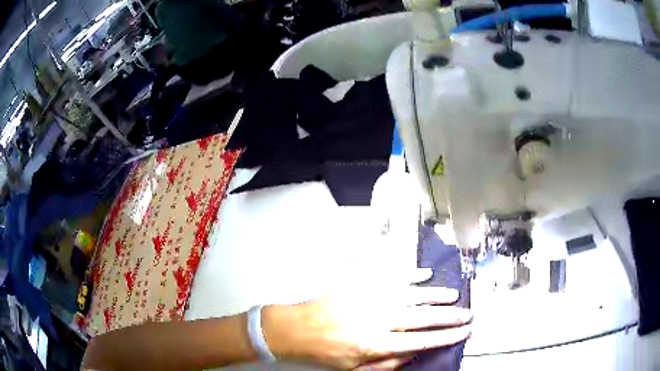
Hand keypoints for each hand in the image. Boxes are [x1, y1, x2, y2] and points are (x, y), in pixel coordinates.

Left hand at [263, 286, 471, 369]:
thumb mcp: (355, 369)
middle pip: (422, 317)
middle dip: (449, 316)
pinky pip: (389, 274)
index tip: (463, 332)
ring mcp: (369, 297)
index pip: (420, 340)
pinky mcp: (360, 283)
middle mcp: (377, 318)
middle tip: (467, 314)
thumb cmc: (327, 351)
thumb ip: (387, 364)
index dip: (446, 337)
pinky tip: (424, 274)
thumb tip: (415, 353)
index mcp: (376, 343)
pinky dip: (410, 273)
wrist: (299, 328)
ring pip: (411, 294)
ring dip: (435, 294)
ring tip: (453, 295)